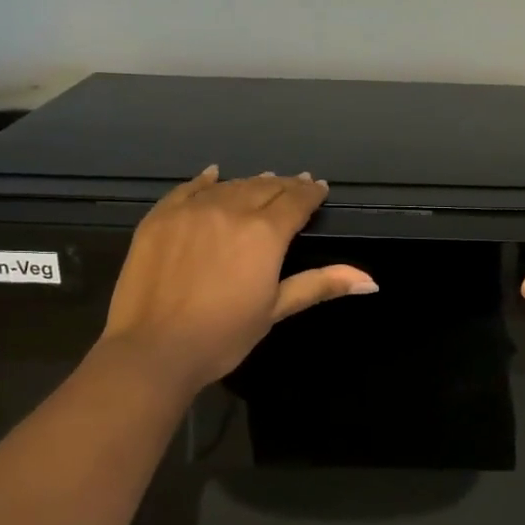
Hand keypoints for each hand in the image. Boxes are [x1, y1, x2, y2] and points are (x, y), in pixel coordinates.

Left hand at [100, 166, 375, 393]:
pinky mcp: (160, 217)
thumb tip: (371, 280)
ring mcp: (191, 210)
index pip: (296, 201)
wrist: (154, 349)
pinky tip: (214, 175)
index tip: (319, 188)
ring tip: (263, 182)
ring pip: (229, 186)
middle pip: (264, 187)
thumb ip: (320, 285)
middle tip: (295, 185)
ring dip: (250, 183)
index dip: (310, 193)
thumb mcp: (275, 310)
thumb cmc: (223, 336)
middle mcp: (230, 210)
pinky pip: (188, 189)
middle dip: (284, 186)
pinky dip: (206, 181)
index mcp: (264, 233)